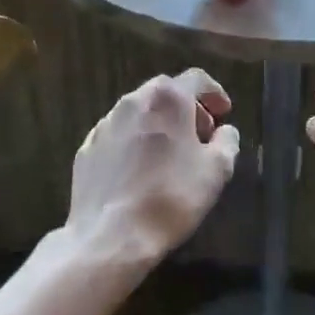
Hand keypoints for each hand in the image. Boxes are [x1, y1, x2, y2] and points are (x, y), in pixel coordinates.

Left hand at [57, 69, 240, 275]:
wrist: (111, 235)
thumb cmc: (172, 196)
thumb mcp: (217, 170)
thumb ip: (227, 141)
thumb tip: (225, 131)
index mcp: (167, 99)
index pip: (196, 79)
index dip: (214, 93)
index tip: (224, 113)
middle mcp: (132, 101)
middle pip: (165, 92)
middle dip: (186, 108)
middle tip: (201, 134)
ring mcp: (105, 124)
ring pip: (138, 112)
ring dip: (159, 124)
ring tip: (171, 153)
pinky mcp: (86, 148)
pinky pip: (118, 135)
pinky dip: (134, 142)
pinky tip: (141, 170)